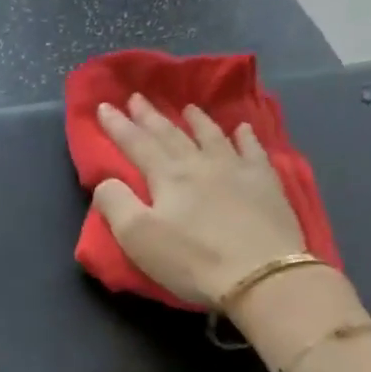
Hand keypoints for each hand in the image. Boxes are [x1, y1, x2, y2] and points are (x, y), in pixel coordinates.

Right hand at [93, 95, 307, 306]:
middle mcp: (200, 163)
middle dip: (150, 116)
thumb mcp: (138, 238)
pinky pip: (253, 150)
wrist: (260, 274)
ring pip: (212, 136)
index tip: (104, 106)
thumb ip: (116, 204)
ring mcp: (237, 170)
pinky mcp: (266, 184)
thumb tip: (106, 180)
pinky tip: (242, 128)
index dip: (118, 126)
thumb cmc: (192, 260)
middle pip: (171, 134)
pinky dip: (245, 137)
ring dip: (196, 121)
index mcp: (167, 176)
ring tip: (187, 108)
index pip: (136, 144)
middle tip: (137, 97)